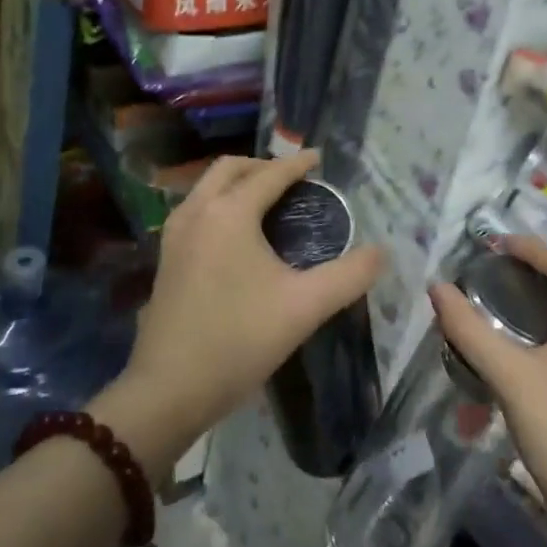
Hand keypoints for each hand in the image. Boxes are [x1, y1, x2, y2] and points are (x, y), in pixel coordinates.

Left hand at [94, 150, 383, 480]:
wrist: (170, 388)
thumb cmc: (240, 340)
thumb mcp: (306, 307)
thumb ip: (350, 276)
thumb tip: (381, 252)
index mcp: (229, 213)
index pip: (269, 175)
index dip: (298, 164)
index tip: (319, 158)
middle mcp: (197, 213)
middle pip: (229, 169)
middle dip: (262, 166)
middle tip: (293, 179)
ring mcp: (174, 235)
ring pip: (206, 189)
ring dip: (236, 183)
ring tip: (266, 201)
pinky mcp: (165, 259)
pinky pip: (195, 211)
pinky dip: (218, 204)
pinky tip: (235, 235)